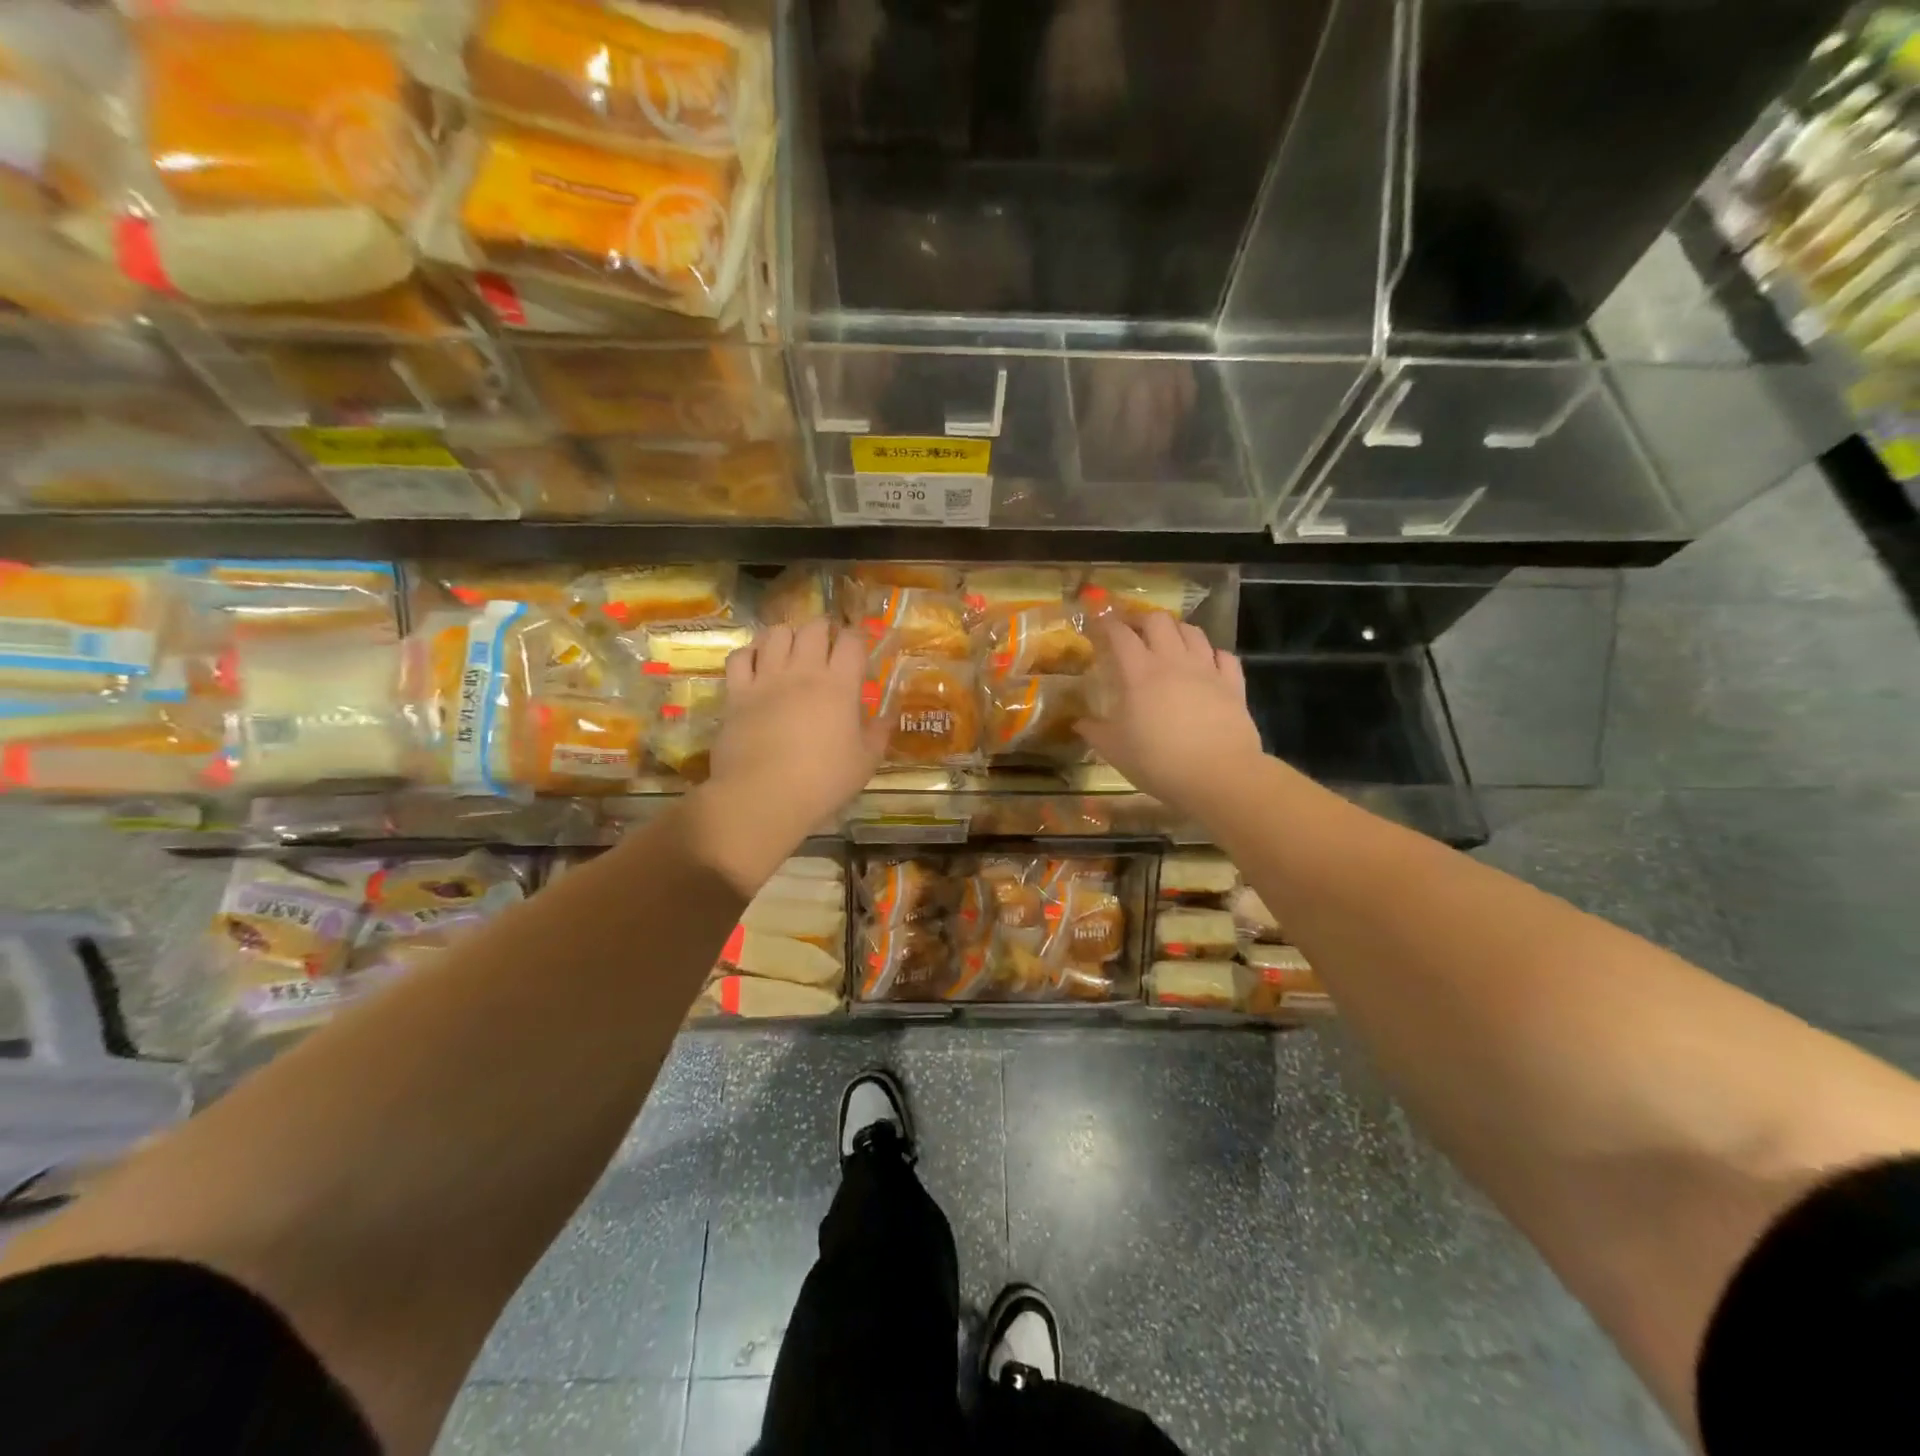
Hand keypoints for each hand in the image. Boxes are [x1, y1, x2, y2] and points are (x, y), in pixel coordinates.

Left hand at [690, 618, 886, 891]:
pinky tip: (757, 664)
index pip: (852, 641)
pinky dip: (750, 653)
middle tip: (827, 644)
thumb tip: (888, 714)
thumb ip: (879, 732)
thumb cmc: (823, 781)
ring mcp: (766, 679)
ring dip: (788, 635)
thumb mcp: (866, 761)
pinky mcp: (736, 693)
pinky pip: (740, 657)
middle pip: (813, 628)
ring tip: (792, 649)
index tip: (859, 645)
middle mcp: (802, 671)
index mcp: (839, 685)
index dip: (858, 636)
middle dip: (824, 629)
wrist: (764, 797)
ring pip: (775, 633)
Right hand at [1075, 613, 1265, 812]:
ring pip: (1193, 631)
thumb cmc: (1159, 762)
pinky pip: (1224, 656)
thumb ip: (1095, 732)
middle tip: (1132, 631)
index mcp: (1140, 673)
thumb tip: (1079, 723)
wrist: (1219, 776)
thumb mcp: (1115, 751)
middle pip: (1158, 620)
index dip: (1107, 624)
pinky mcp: (1233, 684)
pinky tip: (1206, 663)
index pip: (1120, 635)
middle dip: (1142, 619)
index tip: (1098, 624)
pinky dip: (1212, 654)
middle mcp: (1174, 662)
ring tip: (1168, 641)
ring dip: (1177, 630)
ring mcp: (1207, 670)